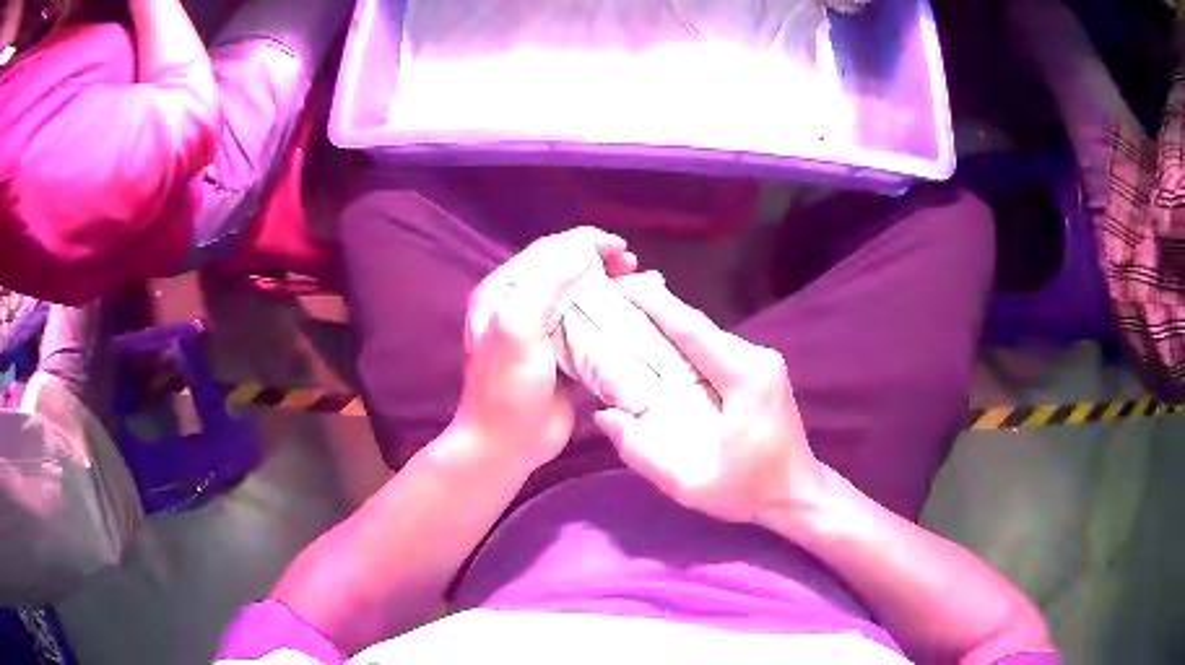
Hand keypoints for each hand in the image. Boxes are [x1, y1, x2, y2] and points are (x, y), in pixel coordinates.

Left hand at [450, 227, 637, 471]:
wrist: (506, 445)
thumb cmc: (508, 388)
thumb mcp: (518, 329)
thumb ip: (546, 285)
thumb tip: (584, 248)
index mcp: (503, 291)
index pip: (548, 251)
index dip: (586, 242)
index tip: (621, 248)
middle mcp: (520, 305)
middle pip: (567, 270)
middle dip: (602, 262)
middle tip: (632, 267)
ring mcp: (543, 331)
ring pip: (582, 297)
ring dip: (611, 288)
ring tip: (640, 286)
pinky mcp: (563, 355)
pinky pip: (591, 326)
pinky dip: (613, 318)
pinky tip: (635, 317)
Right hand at [593, 273, 824, 524]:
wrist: (797, 494)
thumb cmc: (748, 490)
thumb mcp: (689, 483)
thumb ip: (642, 452)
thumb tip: (605, 416)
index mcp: (744, 377)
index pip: (692, 328)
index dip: (654, 303)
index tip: (620, 285)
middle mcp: (757, 358)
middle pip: (698, 326)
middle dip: (656, 311)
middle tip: (613, 303)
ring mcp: (763, 361)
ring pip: (707, 336)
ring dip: (670, 328)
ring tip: (628, 323)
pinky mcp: (762, 370)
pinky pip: (716, 349)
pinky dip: (686, 345)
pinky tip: (662, 350)